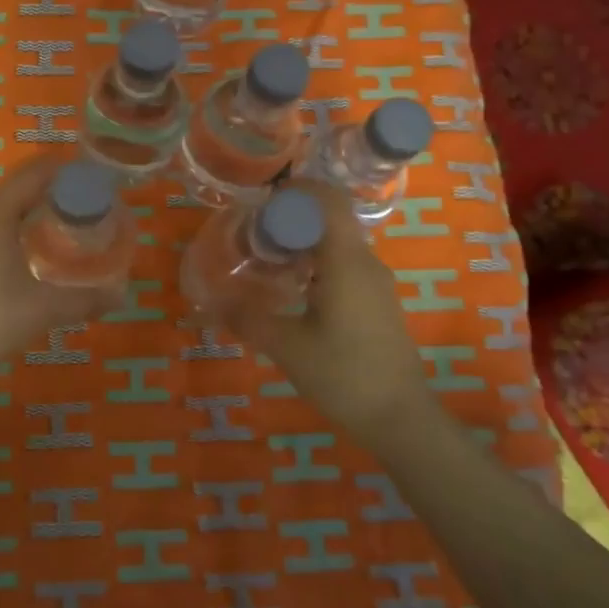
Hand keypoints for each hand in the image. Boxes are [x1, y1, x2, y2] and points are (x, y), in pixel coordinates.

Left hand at [0, 154, 121, 385]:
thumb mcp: (44, 309)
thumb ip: (85, 300)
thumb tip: (122, 297)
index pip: (33, 174)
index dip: (64, 170)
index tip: (94, 177)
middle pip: (18, 187)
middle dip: (53, 190)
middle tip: (88, 203)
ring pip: (2, 206)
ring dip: (32, 207)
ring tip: (66, 222)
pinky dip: (14, 224)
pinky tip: (32, 247)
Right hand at [218, 180, 439, 444]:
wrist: (400, 417)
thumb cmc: (344, 375)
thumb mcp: (287, 347)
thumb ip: (247, 318)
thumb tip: (208, 303)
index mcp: (346, 262)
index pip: (329, 199)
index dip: (298, 190)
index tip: (263, 201)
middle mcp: (365, 262)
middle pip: (330, 218)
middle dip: (291, 218)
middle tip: (253, 235)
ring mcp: (375, 282)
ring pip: (337, 242)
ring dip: (303, 242)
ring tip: (266, 261)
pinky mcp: (376, 301)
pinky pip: (344, 264)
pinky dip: (316, 263)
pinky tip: (292, 290)